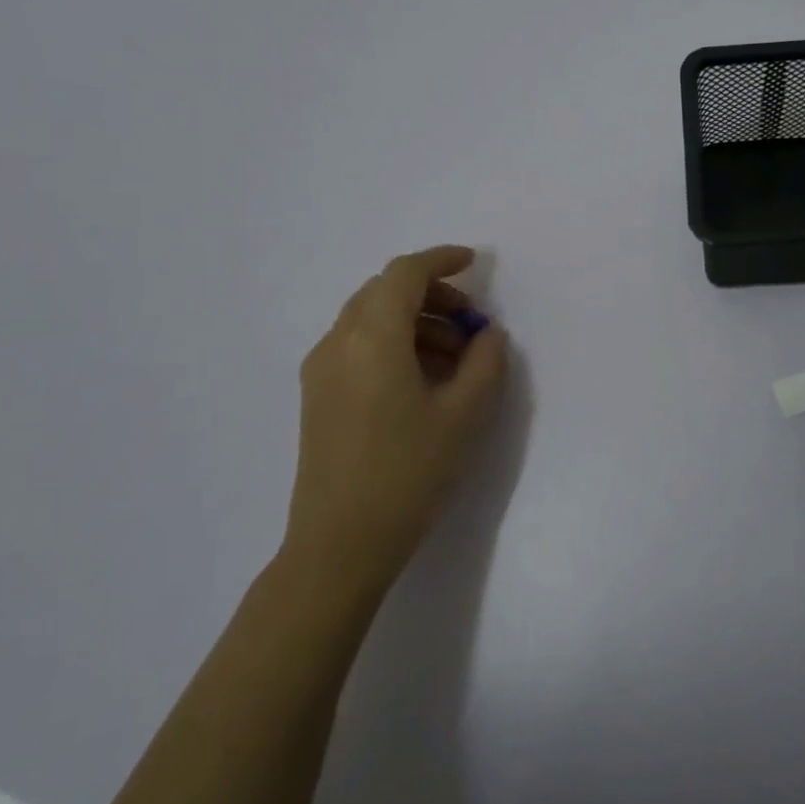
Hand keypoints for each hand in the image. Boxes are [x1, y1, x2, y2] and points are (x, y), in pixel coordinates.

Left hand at [285, 245, 508, 596]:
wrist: (340, 543)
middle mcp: (338, 342)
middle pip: (384, 291)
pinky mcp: (318, 395)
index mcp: (372, 338)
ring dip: (415, 320)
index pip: (404, 274)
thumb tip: (487, 333)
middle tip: (471, 321)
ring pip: (370, 318)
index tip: (475, 263)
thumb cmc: (408, 472)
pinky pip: (358, 345)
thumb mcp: (465, 414)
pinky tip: (424, 378)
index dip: (441, 260)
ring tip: (456, 357)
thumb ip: (486, 361)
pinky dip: (394, 342)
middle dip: (432, 294)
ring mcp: (321, 370)